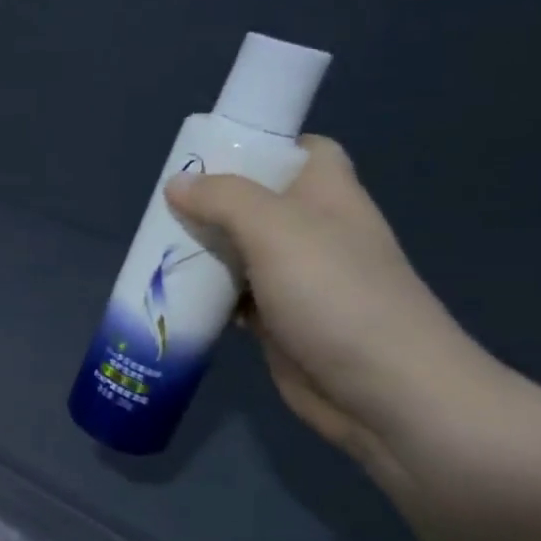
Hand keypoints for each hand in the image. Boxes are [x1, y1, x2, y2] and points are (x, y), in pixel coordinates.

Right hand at [164, 137, 500, 477]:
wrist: (386, 394)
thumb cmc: (337, 296)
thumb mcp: (277, 230)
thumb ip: (224, 200)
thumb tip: (177, 183)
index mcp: (327, 196)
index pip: (303, 151)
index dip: (262, 145)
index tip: (211, 155)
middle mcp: (313, 232)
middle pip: (256, 202)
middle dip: (211, 202)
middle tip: (162, 206)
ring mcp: (296, 280)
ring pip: (239, 251)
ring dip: (201, 250)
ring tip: (153, 246)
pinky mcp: (278, 322)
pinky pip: (233, 296)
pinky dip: (206, 294)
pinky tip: (172, 294)